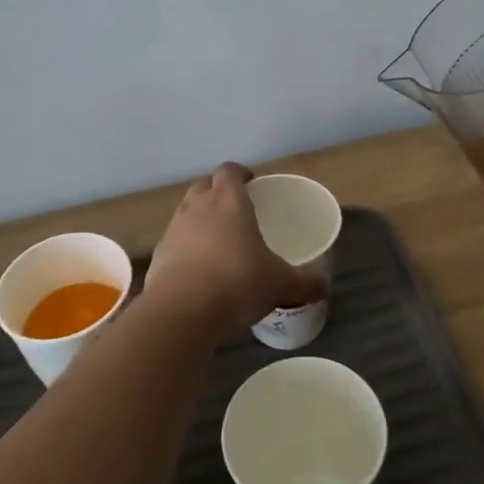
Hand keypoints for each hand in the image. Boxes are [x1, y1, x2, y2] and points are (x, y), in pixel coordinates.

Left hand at [144, 163, 327, 333]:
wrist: (181, 312)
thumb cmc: (237, 283)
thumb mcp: (280, 284)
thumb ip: (304, 282)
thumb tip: (325, 285)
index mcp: (229, 201)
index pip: (230, 171)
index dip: (240, 173)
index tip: (251, 182)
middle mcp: (198, 207)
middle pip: (204, 186)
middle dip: (217, 192)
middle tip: (235, 208)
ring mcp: (174, 230)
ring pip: (186, 212)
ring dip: (199, 219)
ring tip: (216, 240)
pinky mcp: (158, 256)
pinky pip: (174, 242)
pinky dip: (185, 248)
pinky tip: (197, 270)